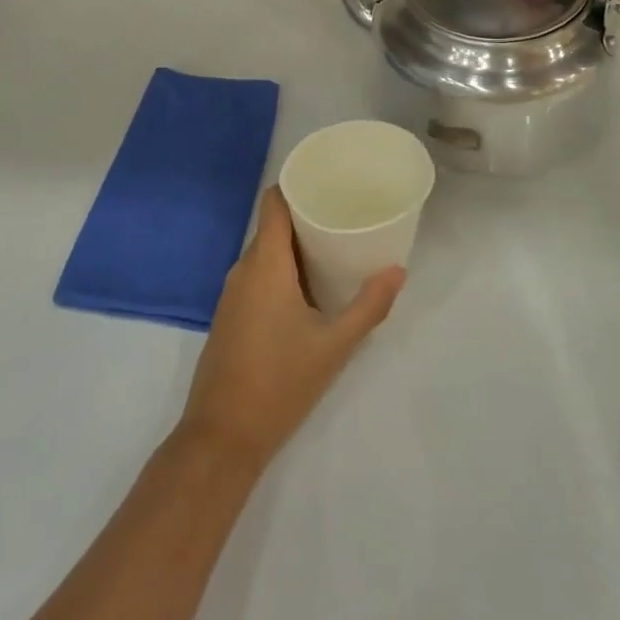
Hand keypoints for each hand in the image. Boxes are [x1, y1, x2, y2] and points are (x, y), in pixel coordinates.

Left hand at [177, 187, 404, 470]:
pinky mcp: (230, 316)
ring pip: (265, 253)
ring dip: (295, 246)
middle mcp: (243, 269)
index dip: (296, 185)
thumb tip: (397, 270)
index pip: (272, 202)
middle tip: (344, 216)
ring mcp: (232, 294)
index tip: (328, 182)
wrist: (222, 436)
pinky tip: (309, 288)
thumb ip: (369, 306)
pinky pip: (257, 276)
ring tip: (334, 248)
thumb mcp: (335, 345)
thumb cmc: (280, 382)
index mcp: (265, 264)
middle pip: (272, 225)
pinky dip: (282, 270)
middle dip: (305, 217)